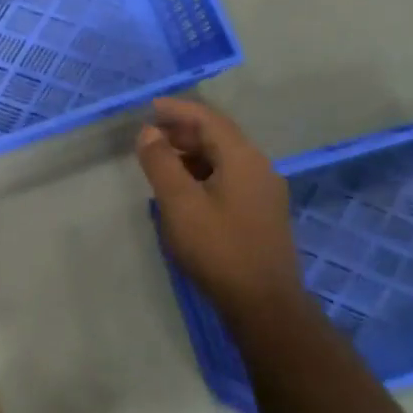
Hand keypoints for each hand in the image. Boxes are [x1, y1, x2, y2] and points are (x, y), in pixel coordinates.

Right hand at [137, 96, 299, 307]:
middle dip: (181, 132)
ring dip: (190, 154)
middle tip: (148, 137)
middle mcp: (259, 167)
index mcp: (243, 158)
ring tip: (159, 162)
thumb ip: (160, 162)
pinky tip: (182, 191)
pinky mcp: (261, 213)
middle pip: (218, 136)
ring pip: (223, 159)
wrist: (264, 305)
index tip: (148, 108)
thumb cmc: (218, 248)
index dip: (177, 110)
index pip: (208, 119)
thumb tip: (148, 132)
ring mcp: (263, 192)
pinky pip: (228, 178)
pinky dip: (202, 173)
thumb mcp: (179, 202)